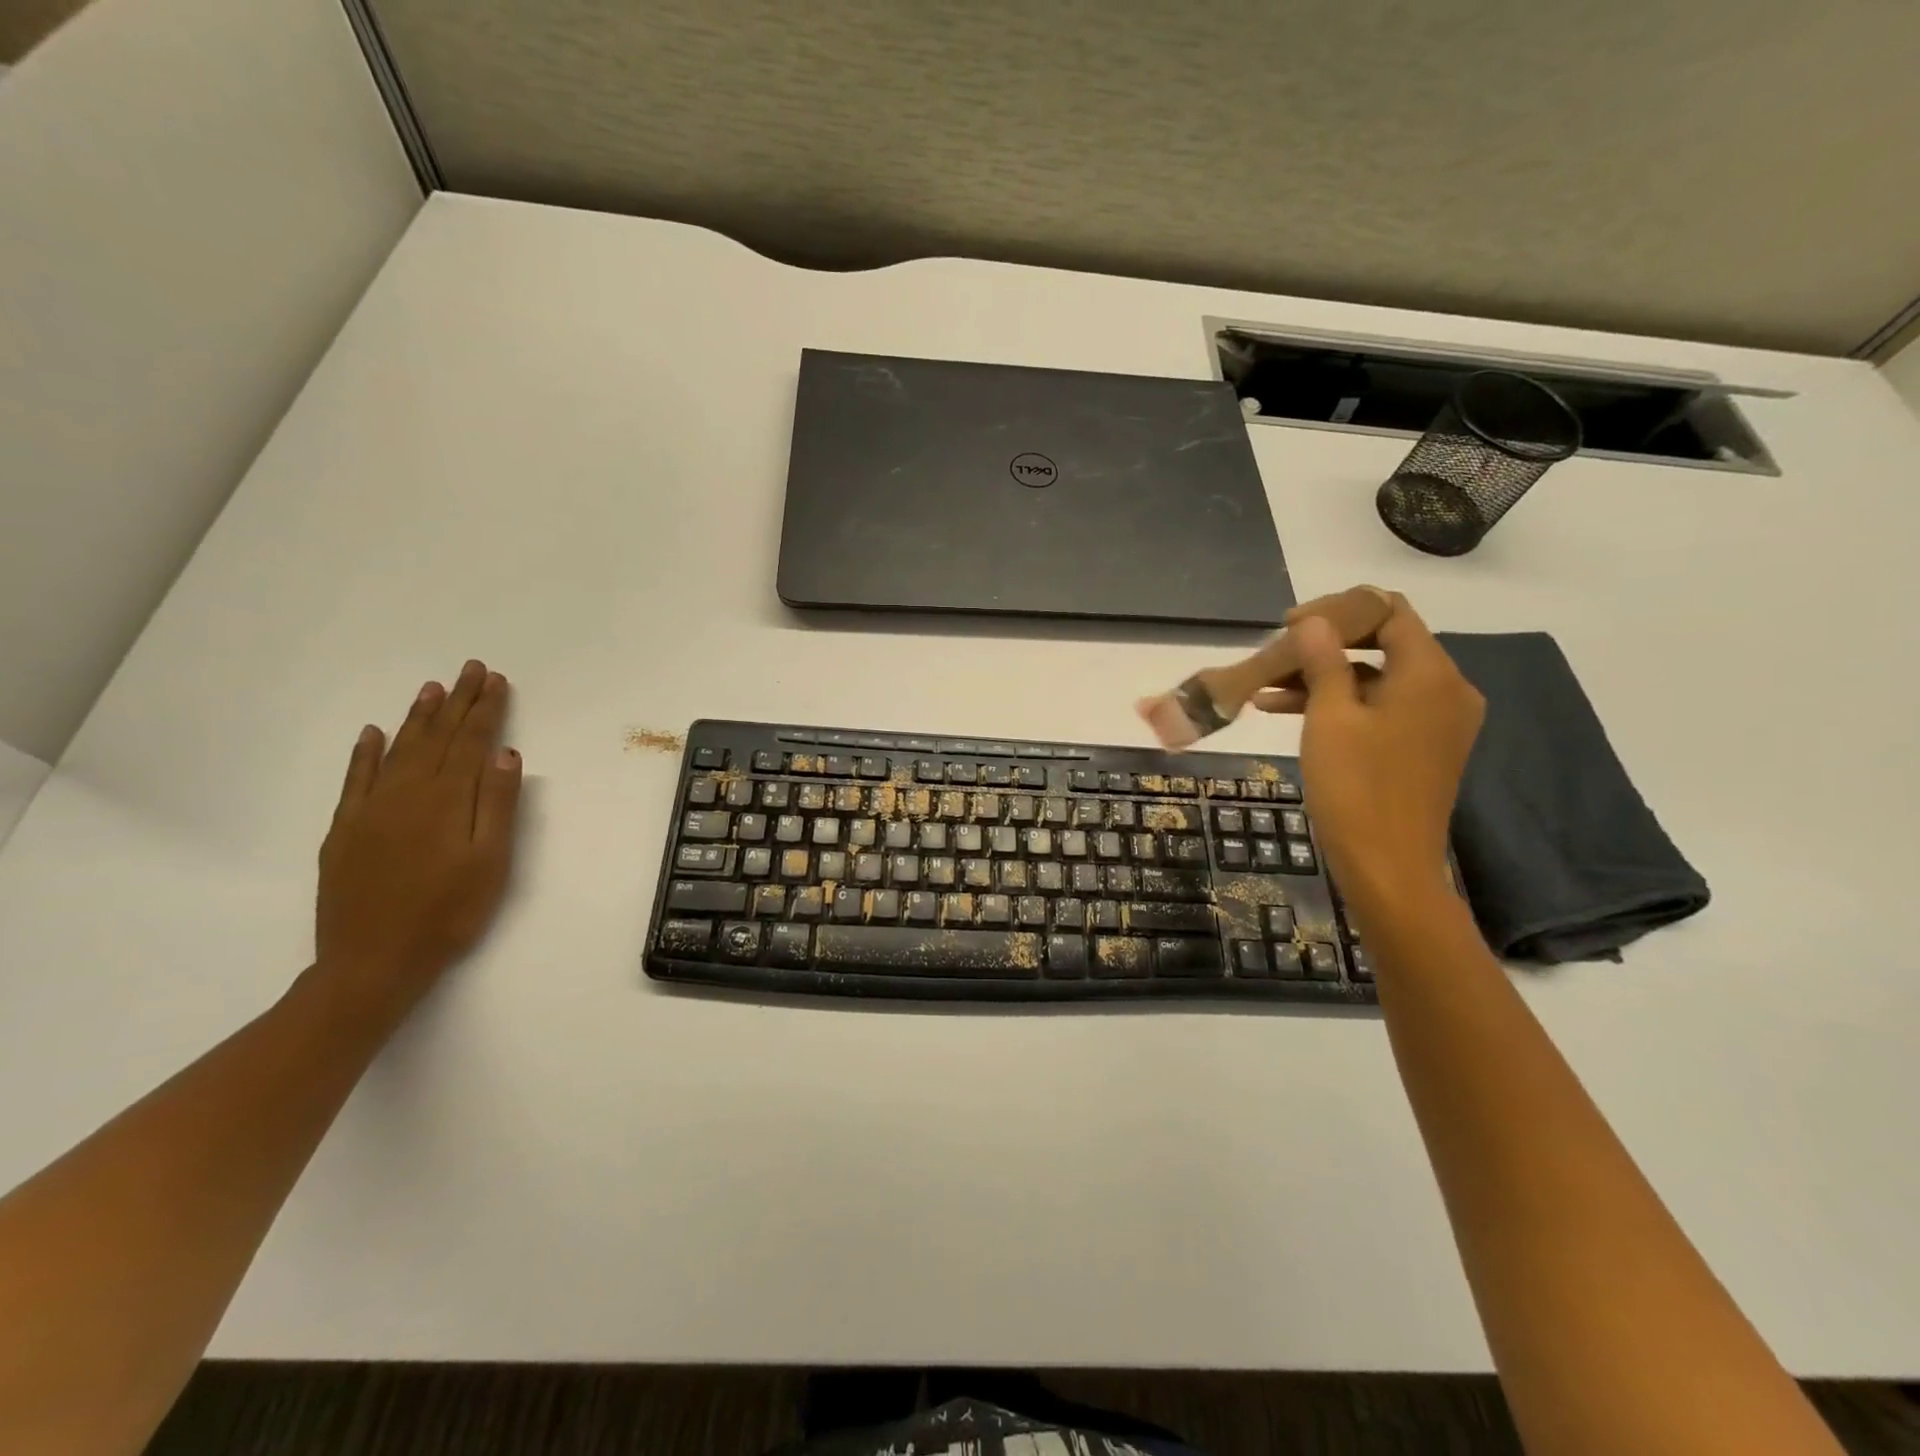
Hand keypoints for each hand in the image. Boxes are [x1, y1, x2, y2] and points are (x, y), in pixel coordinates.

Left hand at [316, 660, 522, 1011]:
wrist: (372, 962)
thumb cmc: (448, 913)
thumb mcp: (491, 862)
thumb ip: (498, 805)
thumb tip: (505, 754)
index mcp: (448, 800)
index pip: (471, 742)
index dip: (486, 710)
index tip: (497, 681)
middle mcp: (407, 794)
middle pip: (436, 738)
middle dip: (457, 702)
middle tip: (471, 669)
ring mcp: (370, 810)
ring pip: (398, 750)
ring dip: (417, 717)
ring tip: (432, 688)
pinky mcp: (345, 830)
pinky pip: (356, 779)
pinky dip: (365, 753)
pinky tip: (373, 733)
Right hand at [1256, 596, 1481, 908]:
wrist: (1388, 867)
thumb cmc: (1356, 788)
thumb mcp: (1330, 718)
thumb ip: (1324, 661)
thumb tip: (1314, 621)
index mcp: (1429, 674)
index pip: (1388, 612)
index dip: (1337, 610)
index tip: (1288, 626)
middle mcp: (1446, 689)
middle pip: (1383, 643)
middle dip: (1325, 645)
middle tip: (1274, 655)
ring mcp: (1438, 720)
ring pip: (1377, 677)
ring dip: (1324, 676)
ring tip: (1266, 686)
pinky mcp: (1424, 746)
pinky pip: (1382, 707)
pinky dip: (1341, 703)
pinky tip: (1288, 710)